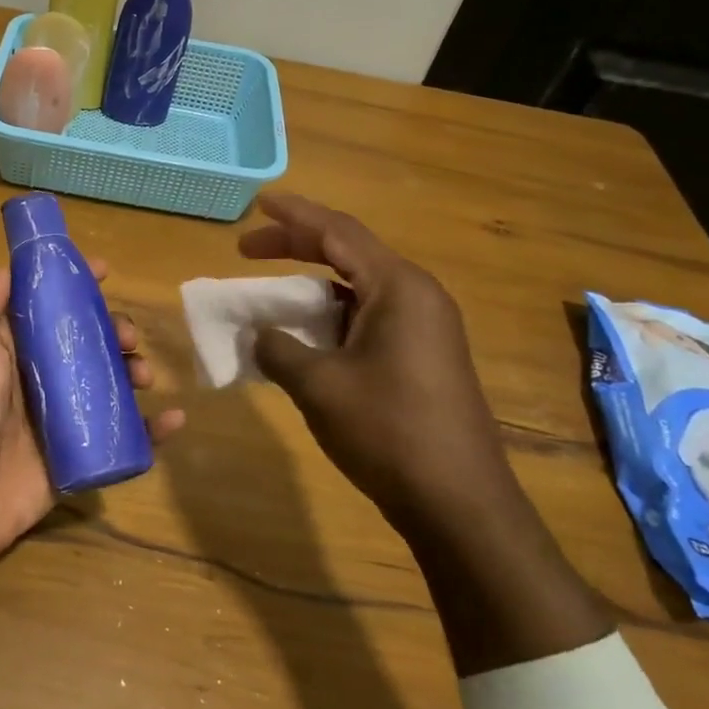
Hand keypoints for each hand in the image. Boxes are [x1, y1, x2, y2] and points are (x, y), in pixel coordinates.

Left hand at [0, 262, 183, 658]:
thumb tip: (8, 268)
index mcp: (8, 351)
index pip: (47, 308)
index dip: (74, 286)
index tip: (105, 269)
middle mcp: (39, 377)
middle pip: (86, 342)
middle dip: (113, 329)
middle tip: (128, 336)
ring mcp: (62, 416)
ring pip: (109, 382)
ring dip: (133, 369)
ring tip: (142, 375)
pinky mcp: (80, 453)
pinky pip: (124, 438)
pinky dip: (153, 429)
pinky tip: (174, 418)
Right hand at [240, 193, 611, 673]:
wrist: (459, 504)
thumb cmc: (388, 432)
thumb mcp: (318, 386)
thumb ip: (278, 348)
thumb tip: (259, 334)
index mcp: (399, 288)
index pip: (338, 233)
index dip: (294, 216)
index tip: (258, 204)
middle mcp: (417, 296)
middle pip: (349, 252)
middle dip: (296, 246)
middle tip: (248, 250)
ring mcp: (426, 327)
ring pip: (358, 286)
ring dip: (312, 283)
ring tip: (271, 293)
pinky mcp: (424, 355)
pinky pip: (369, 315)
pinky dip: (331, 314)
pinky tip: (305, 334)